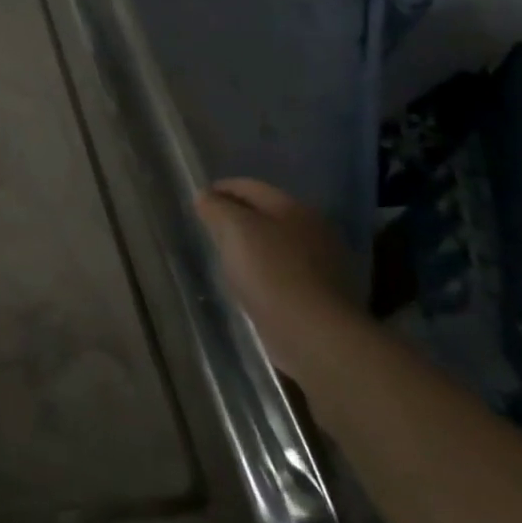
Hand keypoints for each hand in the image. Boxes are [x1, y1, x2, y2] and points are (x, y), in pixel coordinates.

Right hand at [196, 178, 364, 380]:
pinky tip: (250, 284)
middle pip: (266, 214)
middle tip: (209, 228)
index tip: (198, 201)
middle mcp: (313, 230)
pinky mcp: (322, 296)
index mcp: (294, 208)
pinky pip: (284, 272)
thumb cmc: (271, 272)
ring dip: (251, 246)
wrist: (315, 336)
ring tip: (225, 257)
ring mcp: (323, 265)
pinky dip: (265, 272)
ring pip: (275, 244)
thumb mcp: (234, 229)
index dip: (221, 189)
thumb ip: (216, 207)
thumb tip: (205, 196)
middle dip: (237, 217)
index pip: (250, 186)